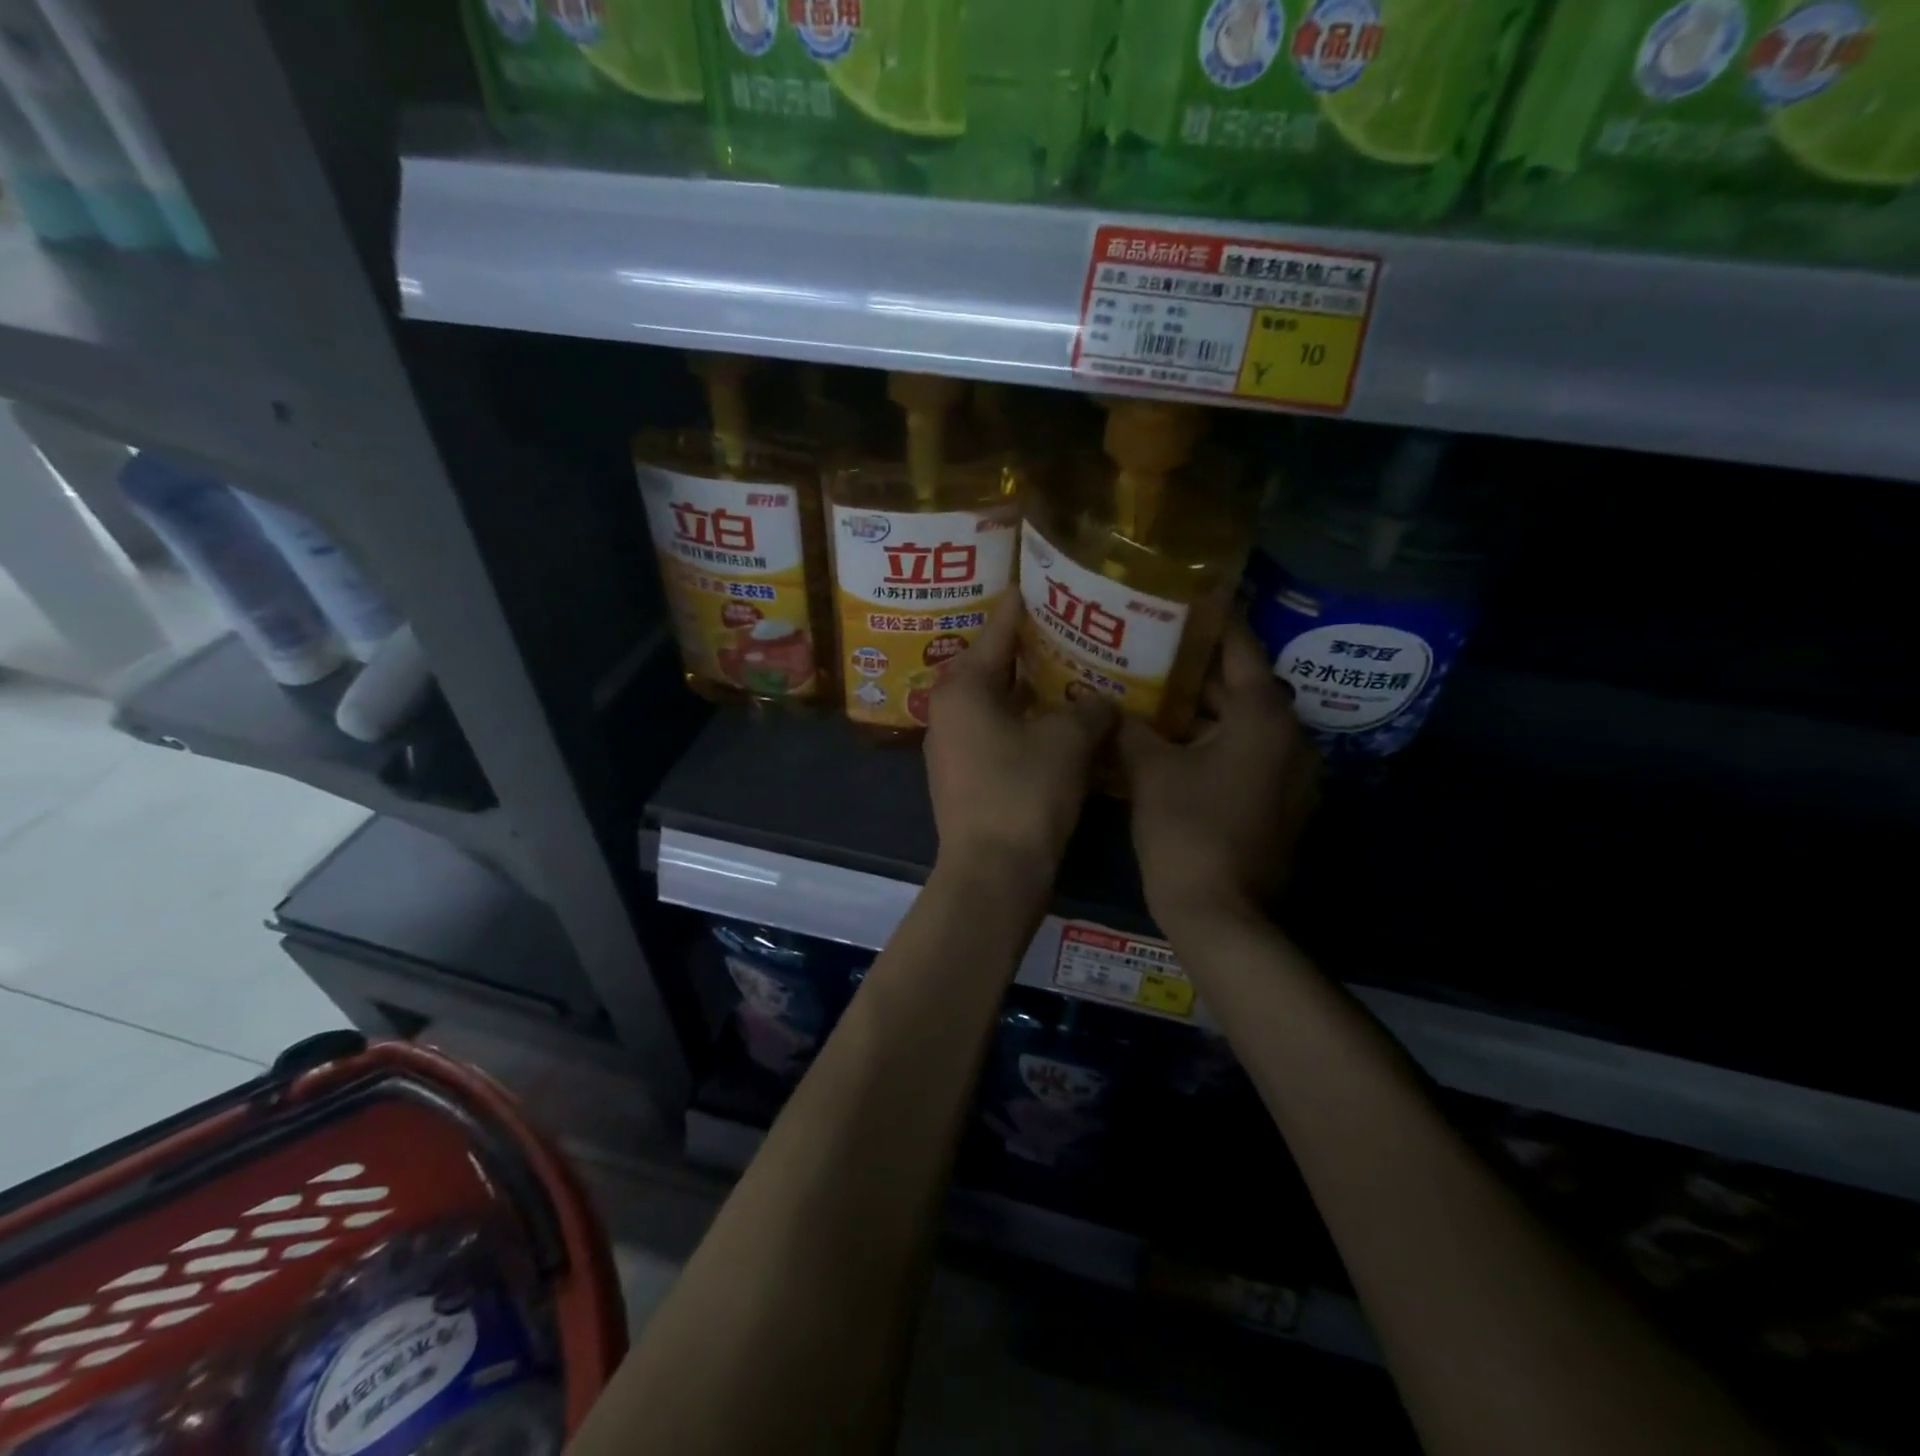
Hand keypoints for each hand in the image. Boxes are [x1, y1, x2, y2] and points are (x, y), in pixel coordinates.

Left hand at [924, 598, 1114, 881]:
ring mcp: (951, 745)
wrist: (992, 873)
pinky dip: (1024, 722)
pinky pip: (996, 732)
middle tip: (1074, 626)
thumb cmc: (1024, 792)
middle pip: (994, 663)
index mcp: (963, 685)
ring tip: (1073, 671)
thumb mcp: (1068, 741)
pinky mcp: (963, 776)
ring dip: (1031, 690)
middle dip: (1033, 648)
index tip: (1051, 580)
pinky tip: (1058, 723)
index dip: (1027, 603)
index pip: (999, 626)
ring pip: (996, 701)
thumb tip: (1101, 700)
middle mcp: (947, 707)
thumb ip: (1089, 708)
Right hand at [1119, 619, 1319, 934]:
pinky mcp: (1280, 801)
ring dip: (1203, 708)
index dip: (1211, 621)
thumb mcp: (1148, 770)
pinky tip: (1172, 739)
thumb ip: (1129, 727)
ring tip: (1154, 689)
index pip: (1240, 647)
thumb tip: (1104, 703)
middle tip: (1150, 647)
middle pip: (1241, 685)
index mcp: (1263, 716)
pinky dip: (1214, 741)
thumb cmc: (1186, 829)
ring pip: (1242, 723)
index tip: (1183, 599)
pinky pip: (1246, 753)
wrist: (1220, 912)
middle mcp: (1289, 736)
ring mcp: (1290, 773)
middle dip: (1196, 669)